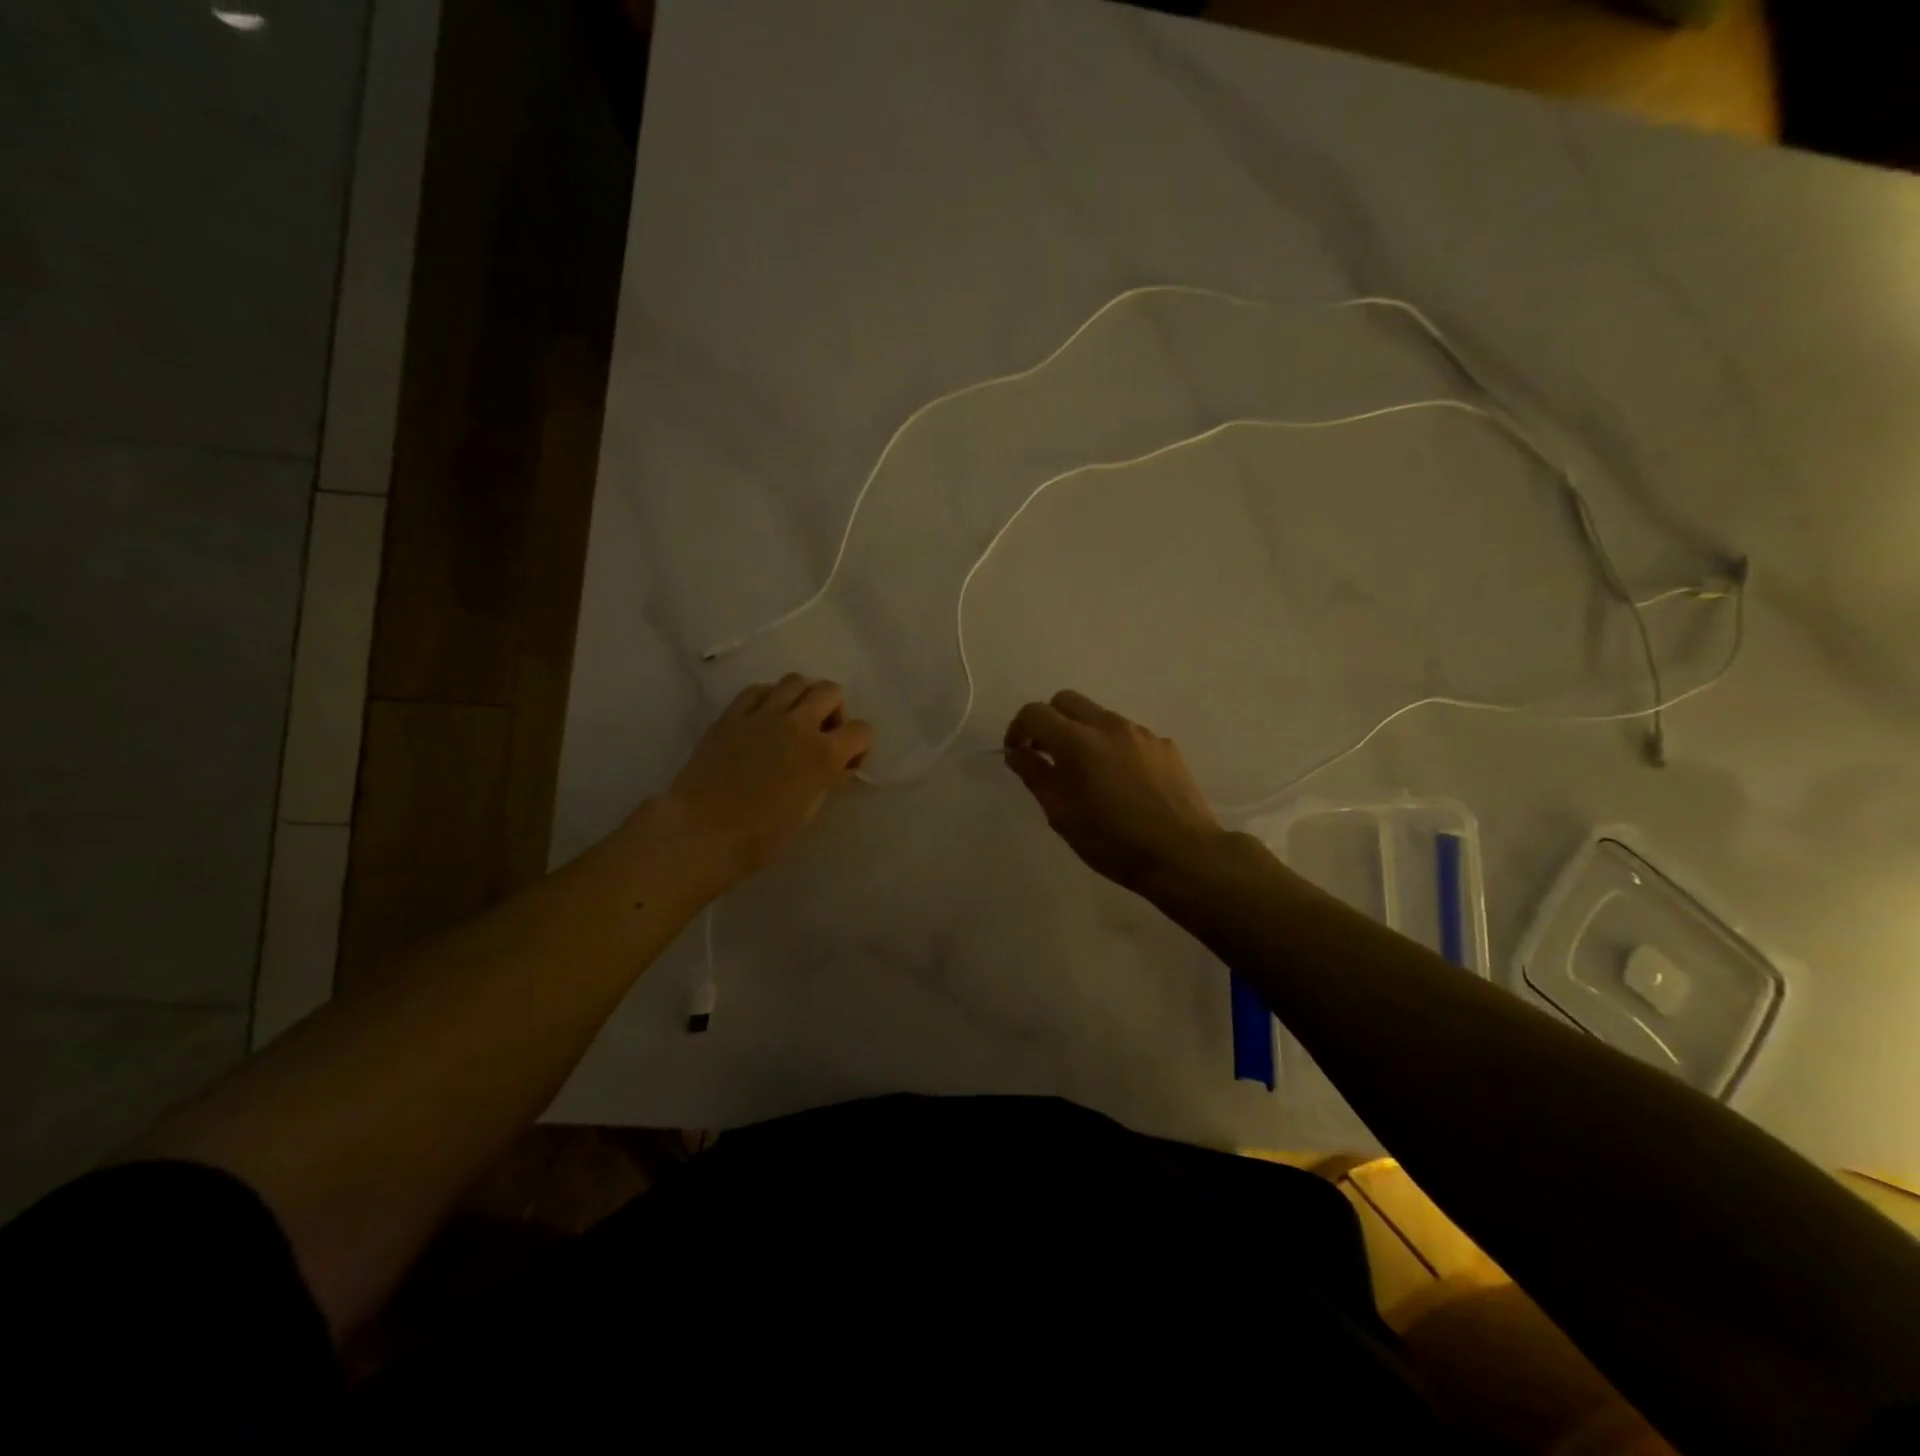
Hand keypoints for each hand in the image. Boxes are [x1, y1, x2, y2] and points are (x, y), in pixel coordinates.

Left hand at [664, 674, 873, 885]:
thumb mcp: (808, 812)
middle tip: (822, 734)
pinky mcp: (732, 714)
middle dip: (835, 711)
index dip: (859, 745)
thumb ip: (828, 780)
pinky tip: (764, 717)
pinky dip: (770, 697)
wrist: (701, 831)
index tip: (846, 762)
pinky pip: (759, 689)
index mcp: (823, 754)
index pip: (862, 730)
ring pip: (796, 681)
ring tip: (794, 720)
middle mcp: (798, 725)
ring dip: (804, 697)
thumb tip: (838, 767)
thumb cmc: (760, 835)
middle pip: (830, 691)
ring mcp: (763, 715)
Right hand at [1003, 689, 1228, 896]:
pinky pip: (1127, 734)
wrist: (1183, 855)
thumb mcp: (1062, 816)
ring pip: (1099, 716)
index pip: (1035, 713)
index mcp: (1078, 742)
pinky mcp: (1165, 745)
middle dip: (1049, 721)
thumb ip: (1035, 776)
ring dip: (1082, 733)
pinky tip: (1120, 782)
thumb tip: (1017, 752)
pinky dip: (1112, 747)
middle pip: (1067, 700)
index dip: (1018, 729)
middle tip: (1046, 755)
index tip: (1018, 753)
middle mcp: (1109, 726)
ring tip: (1086, 773)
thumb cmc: (1113, 842)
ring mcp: (1141, 733)